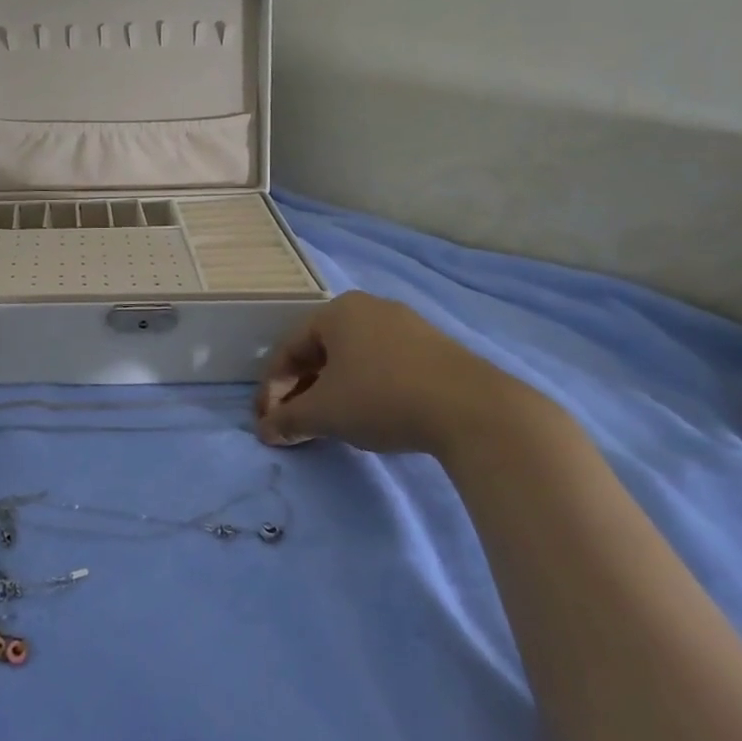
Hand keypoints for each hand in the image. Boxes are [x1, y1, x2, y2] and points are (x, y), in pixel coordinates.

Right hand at [255, 292, 552, 458]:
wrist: (475, 411)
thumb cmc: (383, 398)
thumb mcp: (325, 413)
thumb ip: (288, 420)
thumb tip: (265, 431)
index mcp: (336, 312)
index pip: (288, 349)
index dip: (272, 388)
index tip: (268, 423)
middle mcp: (369, 308)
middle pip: (320, 351)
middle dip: (301, 390)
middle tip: (294, 425)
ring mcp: (406, 326)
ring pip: (352, 359)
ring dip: (332, 391)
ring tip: (329, 424)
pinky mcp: (435, 349)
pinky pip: (383, 364)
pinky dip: (364, 388)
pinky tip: (369, 415)